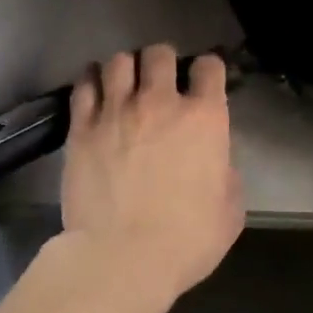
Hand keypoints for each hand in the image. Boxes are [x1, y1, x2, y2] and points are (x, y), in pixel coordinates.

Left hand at [58, 45, 243, 302]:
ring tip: (124, 83)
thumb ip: (226, 174)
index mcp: (204, 117)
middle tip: (160, 80)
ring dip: (126, 68)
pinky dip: (92, 80)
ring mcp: (117, 111)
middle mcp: (161, 102)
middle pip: (159, 53)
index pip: (209, 66)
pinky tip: (95, 89)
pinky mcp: (82, 128)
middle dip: (162, 61)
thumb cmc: (186, 240)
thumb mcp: (230, 210)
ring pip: (119, 61)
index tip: (203, 82)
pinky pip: (85, 85)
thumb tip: (216, 163)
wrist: (122, 259)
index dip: (207, 70)